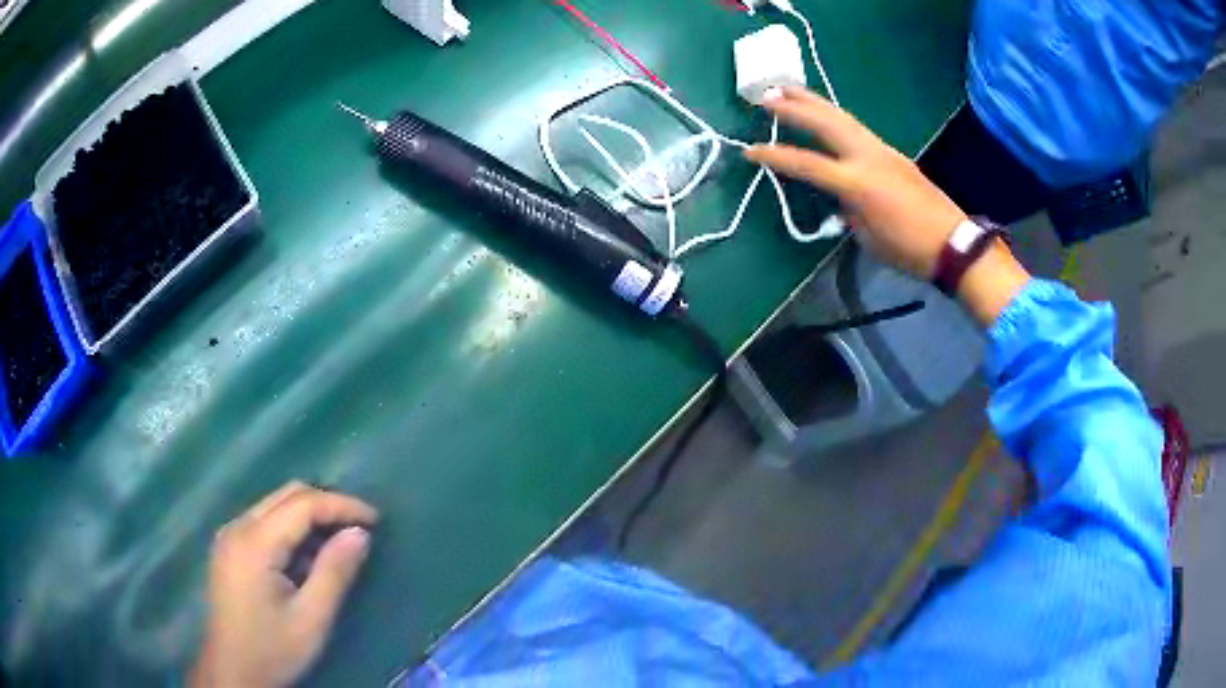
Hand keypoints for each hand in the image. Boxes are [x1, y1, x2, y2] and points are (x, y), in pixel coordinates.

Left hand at [190, 482, 378, 687]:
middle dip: (326, 504)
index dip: (341, 505)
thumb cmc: (273, 649)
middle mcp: (237, 527)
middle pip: (286, 495)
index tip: (375, 519)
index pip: (302, 504)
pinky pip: (264, 519)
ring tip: (339, 540)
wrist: (232, 670)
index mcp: (254, 543)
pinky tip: (306, 553)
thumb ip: (334, 573)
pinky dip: (291, 526)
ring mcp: (229, 535)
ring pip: (274, 504)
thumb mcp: (311, 619)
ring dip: (309, 514)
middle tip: (360, 528)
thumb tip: (361, 534)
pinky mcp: (228, 546)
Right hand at [745, 87, 968, 279]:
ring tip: (790, 90)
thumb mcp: (867, 236)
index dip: (775, 157)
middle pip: (824, 121)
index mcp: (857, 182)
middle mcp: (867, 155)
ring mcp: (882, 149)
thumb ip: (847, 210)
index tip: (751, 152)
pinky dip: (834, 117)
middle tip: (765, 96)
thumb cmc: (907, 249)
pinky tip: (825, 116)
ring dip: (814, 102)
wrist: (952, 243)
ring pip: (842, 116)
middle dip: (793, 106)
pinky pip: (856, 127)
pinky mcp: (892, 152)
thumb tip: (838, 197)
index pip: (806, 163)